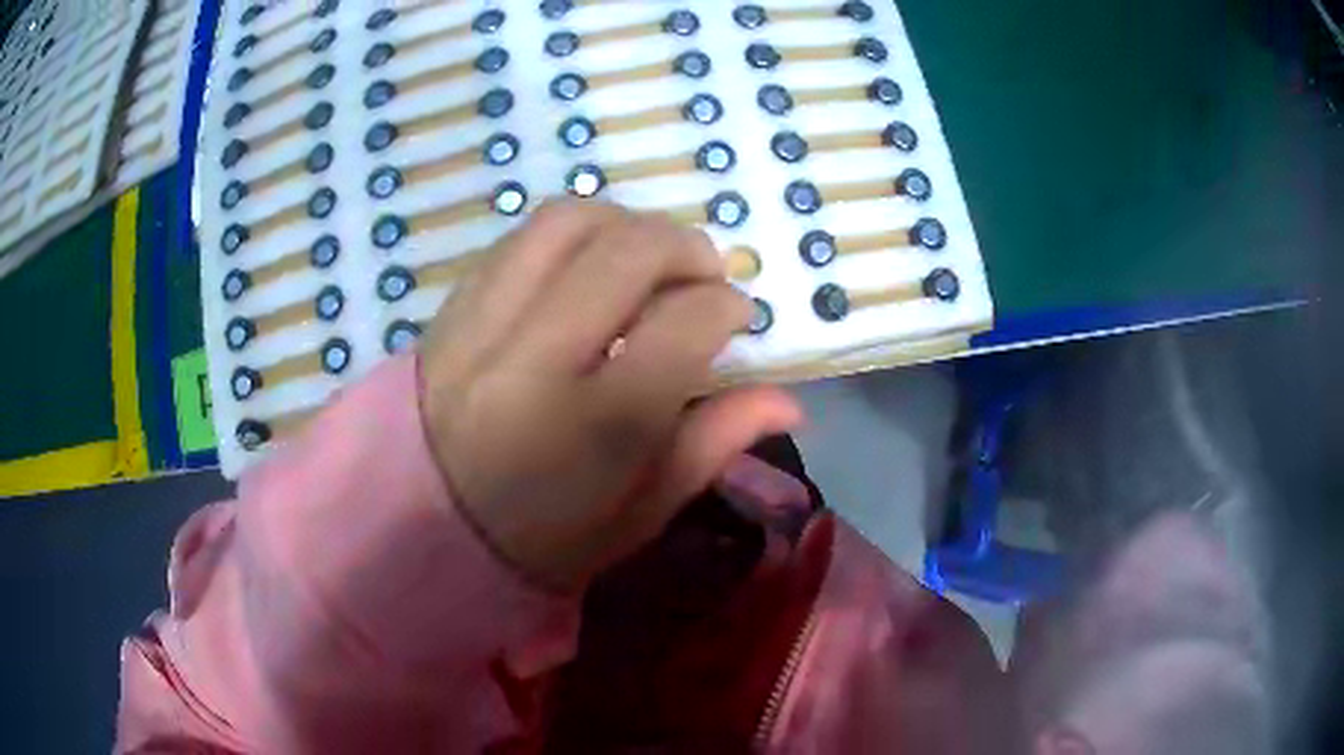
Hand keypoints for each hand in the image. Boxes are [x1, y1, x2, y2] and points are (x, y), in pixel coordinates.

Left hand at [419, 201, 802, 589]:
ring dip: (626, 223)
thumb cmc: (540, 542)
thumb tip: (790, 400)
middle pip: (628, 251)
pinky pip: (519, 238)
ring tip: (646, 257)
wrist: (418, 529)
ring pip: (567, 222)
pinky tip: (586, 265)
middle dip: (686, 246)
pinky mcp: (452, 307)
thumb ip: (712, 446)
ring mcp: (482, 322)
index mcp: (594, 427)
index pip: (685, 324)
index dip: (728, 307)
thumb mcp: (637, 516)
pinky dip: (570, 234)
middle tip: (703, 273)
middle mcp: (535, 358)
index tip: (737, 316)